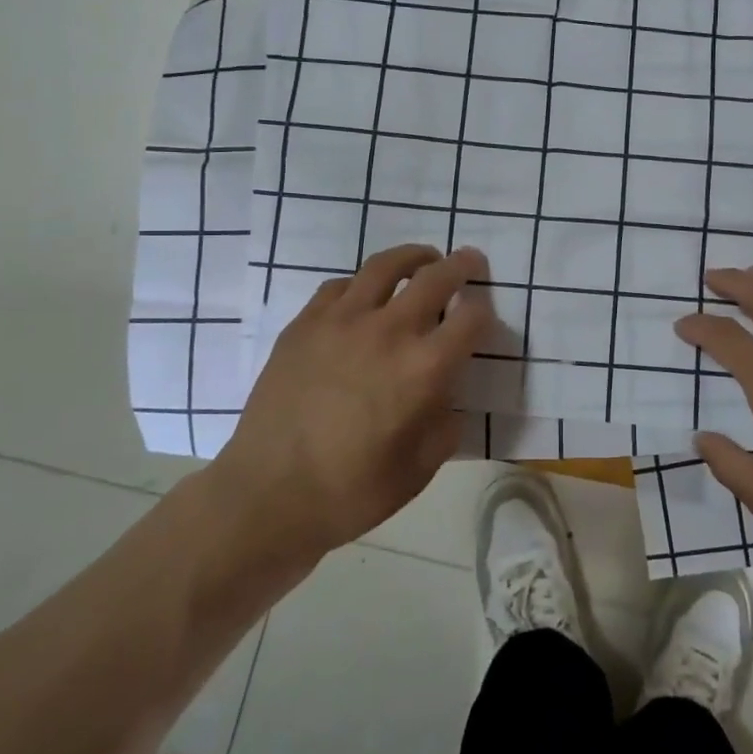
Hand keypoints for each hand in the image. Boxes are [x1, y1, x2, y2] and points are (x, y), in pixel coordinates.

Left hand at [212, 245, 491, 559]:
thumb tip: (445, 395)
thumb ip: (445, 423)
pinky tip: (364, 297)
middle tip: (470, 261)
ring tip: (422, 260)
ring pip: (385, 266)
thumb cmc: (352, 491)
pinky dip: (362, 284)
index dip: (484, 312)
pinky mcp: (304, 324)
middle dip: (461, 265)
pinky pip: (340, 286)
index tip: (483, 314)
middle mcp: (388, 332)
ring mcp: (342, 321)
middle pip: (435, 278)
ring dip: (413, 257)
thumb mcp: (420, 468)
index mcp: (424, 368)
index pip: (471, 319)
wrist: (268, 496)